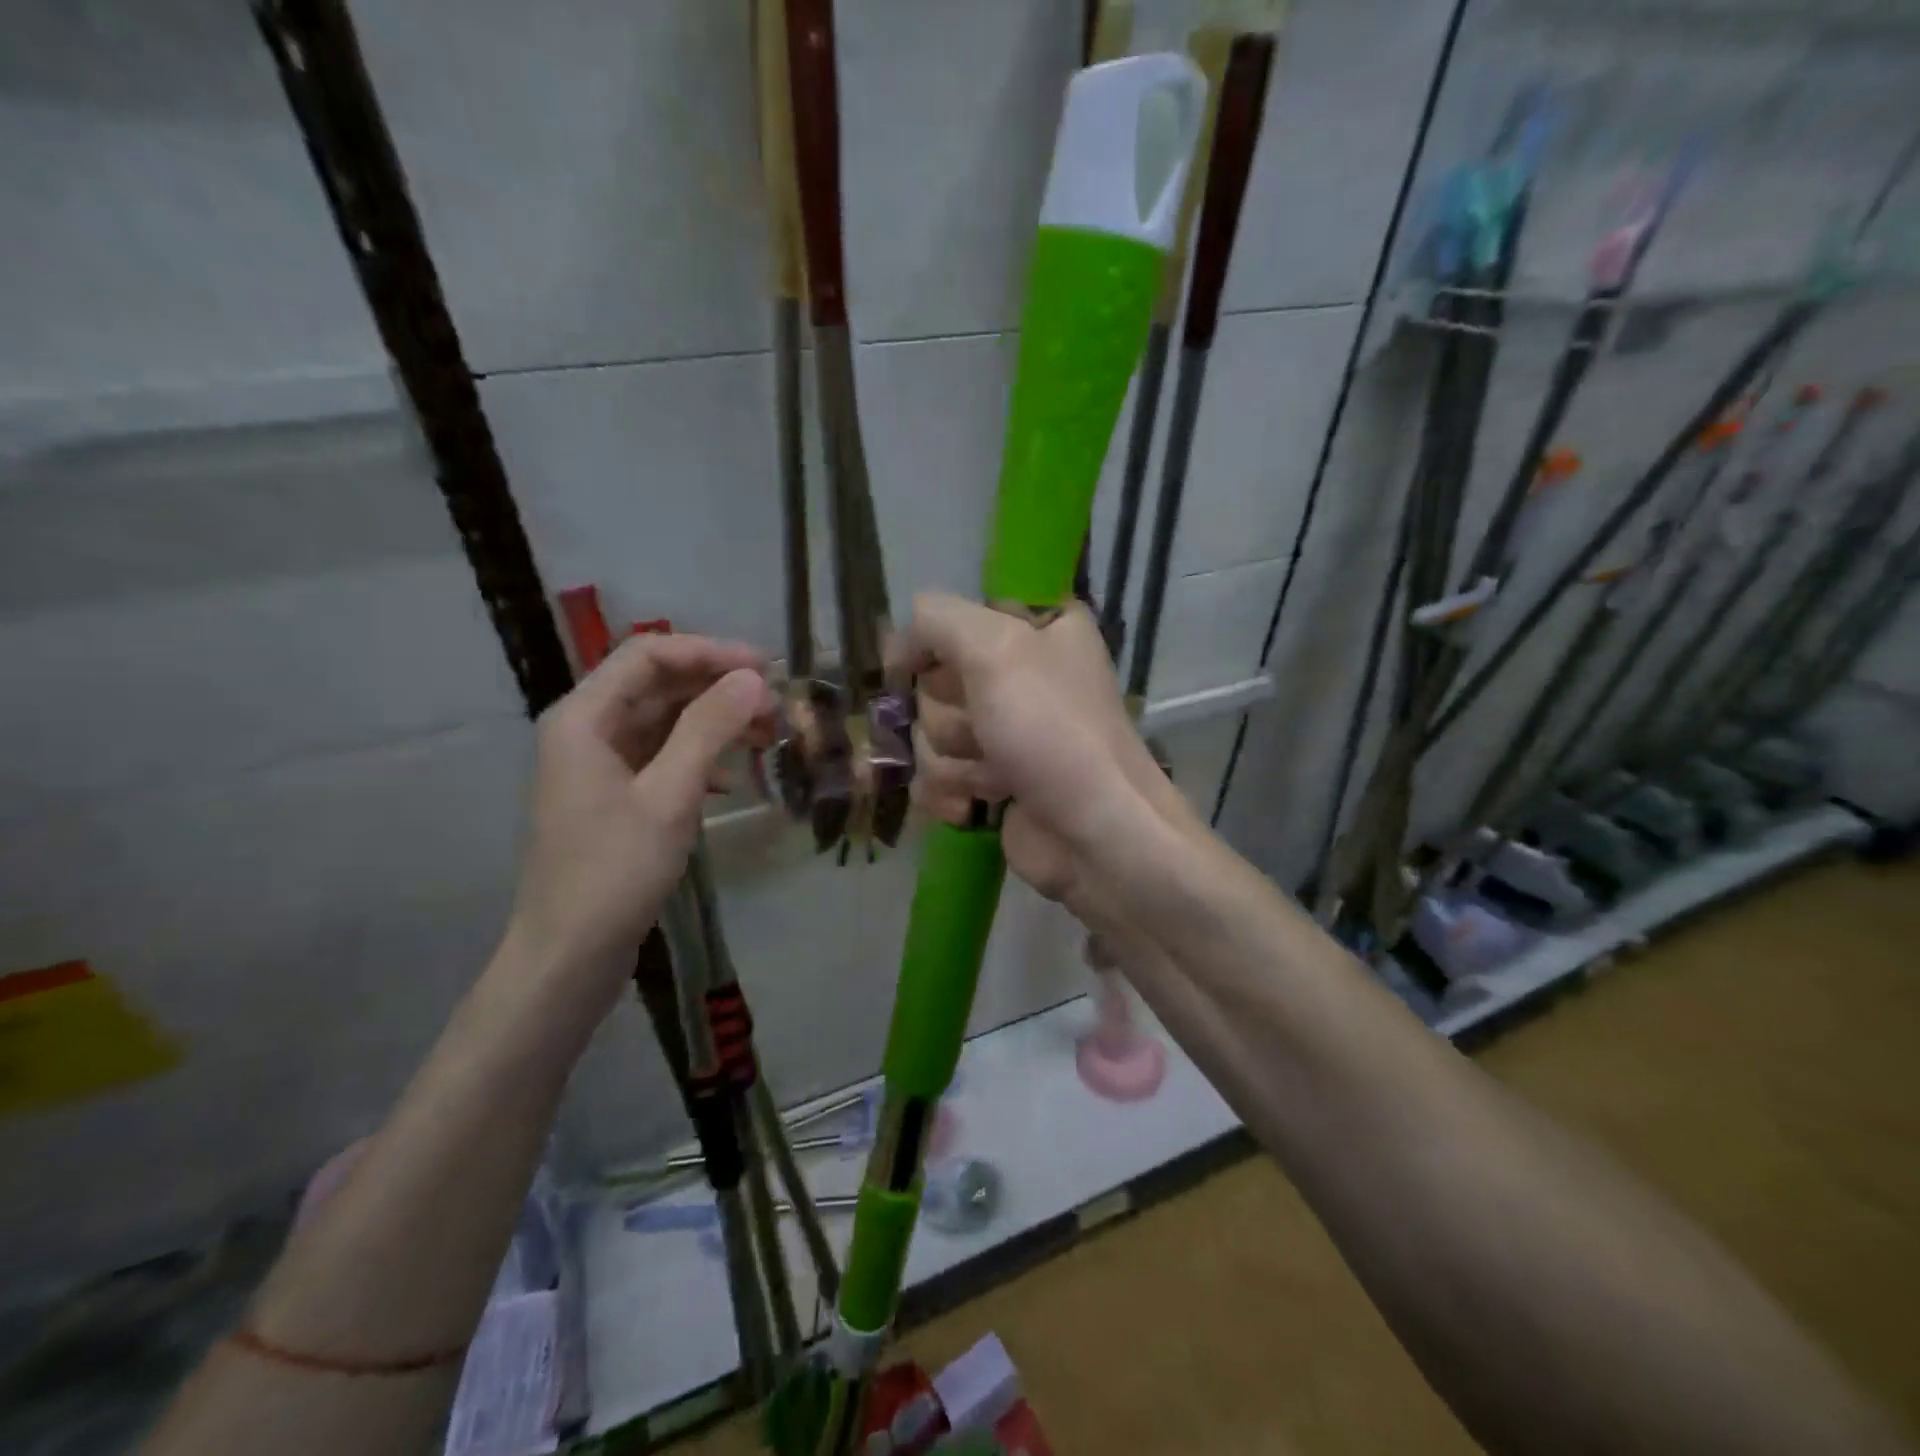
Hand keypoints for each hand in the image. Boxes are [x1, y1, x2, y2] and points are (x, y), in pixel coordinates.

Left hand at [506, 633, 775, 990]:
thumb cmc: (614, 871)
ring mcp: (600, 764)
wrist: (570, 955)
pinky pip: (662, 756)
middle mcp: (588, 730)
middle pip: (659, 685)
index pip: (649, 655)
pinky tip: (731, 780)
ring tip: (768, 738)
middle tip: (776, 708)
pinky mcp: (615, 795)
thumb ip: (709, 729)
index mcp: (584, 718)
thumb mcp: (669, 795)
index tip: (764, 668)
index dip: (709, 652)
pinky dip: (700, 757)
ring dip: (715, 723)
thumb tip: (752, 678)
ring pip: (665, 721)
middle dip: (718, 689)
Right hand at [898, 594, 1194, 923]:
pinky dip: (950, 793)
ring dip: (953, 762)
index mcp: (1036, 628)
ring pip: (929, 734)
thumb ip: (937, 620)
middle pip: (934, 683)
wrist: (1094, 835)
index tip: (932, 669)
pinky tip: (977, 807)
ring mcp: (1002, 732)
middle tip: (989, 733)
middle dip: (952, 717)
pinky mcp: (989, 781)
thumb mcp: (996, 648)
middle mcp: (1019, 674)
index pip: (951, 619)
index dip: (935, 648)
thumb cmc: (1053, 730)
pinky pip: (934, 776)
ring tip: (998, 778)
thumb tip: (898, 649)